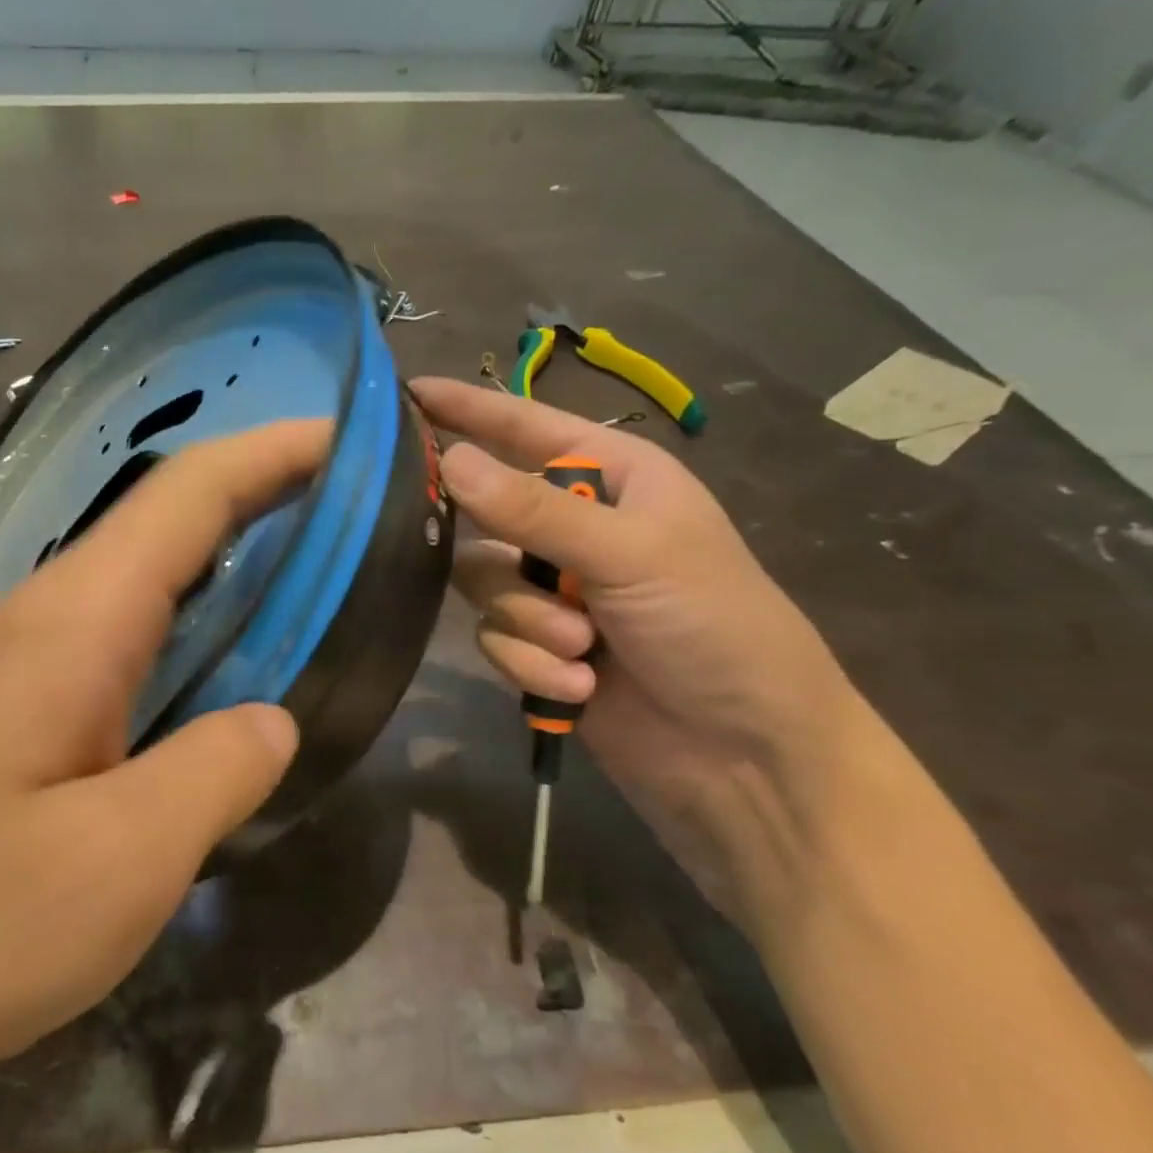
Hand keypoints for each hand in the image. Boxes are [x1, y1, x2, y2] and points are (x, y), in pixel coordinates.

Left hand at [0, 421, 324, 1094]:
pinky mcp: (18, 710)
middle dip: (263, 490)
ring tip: (313, 562)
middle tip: (356, 504)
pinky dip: (191, 616)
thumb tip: (272, 719)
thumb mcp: (120, 864)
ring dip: (227, 552)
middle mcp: (44, 618)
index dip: (272, 453)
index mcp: (72, 624)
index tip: (351, 438)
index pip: (186, 496)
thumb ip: (216, 772)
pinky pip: (124, 630)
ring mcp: (23, 662)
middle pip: (166, 518)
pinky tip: (224, 656)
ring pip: (143, 572)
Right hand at [410, 377, 858, 926]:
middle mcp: (576, 529)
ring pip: (484, 585)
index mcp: (613, 480)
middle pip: (486, 514)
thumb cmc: (716, 628)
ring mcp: (556, 592)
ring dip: (529, 623)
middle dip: (505, 554)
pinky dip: (532, 664)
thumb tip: (448, 461)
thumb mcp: (632, 554)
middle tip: (516, 570)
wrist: (746, 759)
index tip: (406, 393)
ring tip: (582, 650)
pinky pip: (496, 639)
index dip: (468, 409)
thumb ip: (532, 510)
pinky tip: (579, 689)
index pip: (526, 428)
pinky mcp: (540, 650)